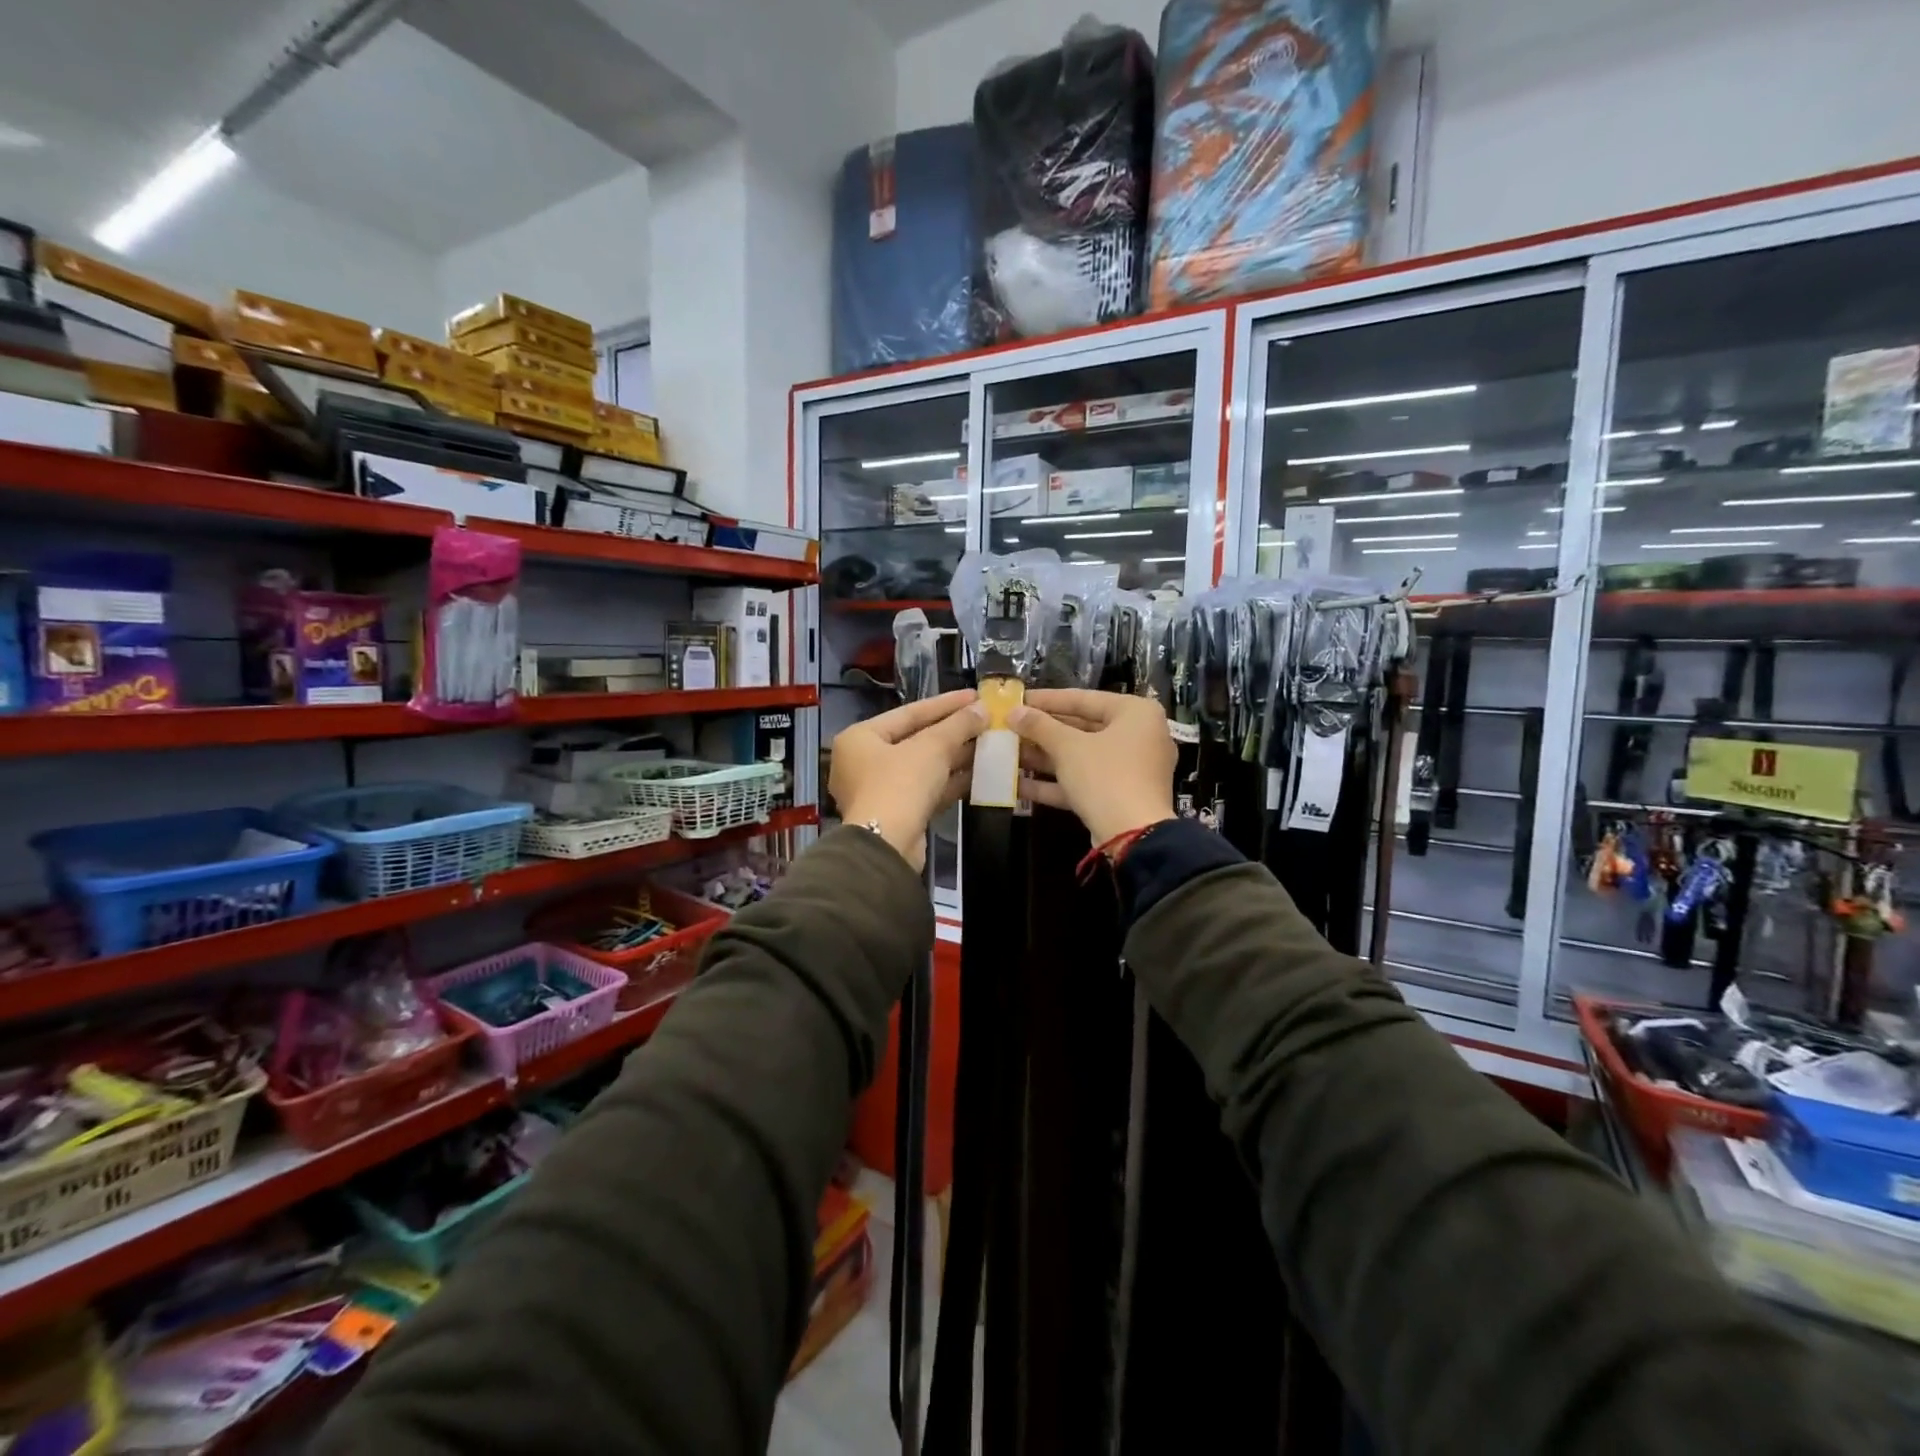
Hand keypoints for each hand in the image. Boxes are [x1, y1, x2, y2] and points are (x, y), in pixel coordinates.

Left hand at [830, 690, 984, 869]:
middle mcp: (864, 761)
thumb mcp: (931, 748)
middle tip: (986, 720)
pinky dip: (950, 781)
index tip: (975, 696)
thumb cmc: (900, 785)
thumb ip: (957, 725)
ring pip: (923, 766)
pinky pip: (926, 789)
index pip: (909, 712)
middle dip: (953, 731)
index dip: (945, 703)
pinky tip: (980, 773)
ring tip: (989, 743)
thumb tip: (983, 709)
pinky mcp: (897, 814)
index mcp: (860, 737)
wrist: (887, 846)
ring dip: (955, 756)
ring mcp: (879, 790)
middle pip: (915, 739)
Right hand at [1011, 689, 1177, 845]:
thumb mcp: (1068, 747)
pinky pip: (1084, 781)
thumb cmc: (1105, 776)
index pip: (1083, 699)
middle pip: (1082, 728)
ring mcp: (1130, 769)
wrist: (1133, 836)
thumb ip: (1039, 726)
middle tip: (1010, 728)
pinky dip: (1055, 782)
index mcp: (1135, 713)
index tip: (1017, 699)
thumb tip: (1013, 712)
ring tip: (1008, 754)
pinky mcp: (1119, 796)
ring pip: (1081, 757)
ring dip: (1044, 757)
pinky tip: (1018, 784)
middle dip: (1042, 732)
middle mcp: (1138, 736)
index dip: (1046, 699)